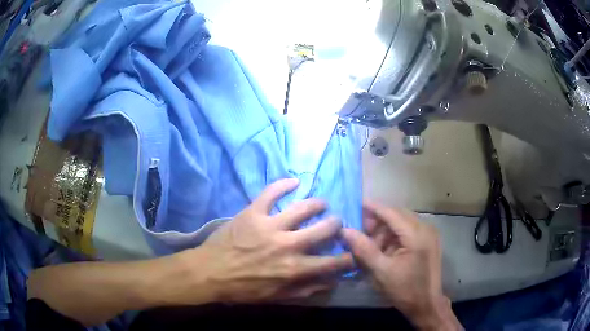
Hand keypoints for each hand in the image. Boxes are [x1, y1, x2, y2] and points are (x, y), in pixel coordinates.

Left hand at [181, 178, 353, 302]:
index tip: (353, 251)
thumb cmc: (243, 289)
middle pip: (324, 229)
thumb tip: (329, 282)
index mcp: (294, 268)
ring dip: (317, 204)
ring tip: (321, 203)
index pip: (331, 262)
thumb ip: (304, 290)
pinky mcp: (253, 213)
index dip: (348, 257)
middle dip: (336, 225)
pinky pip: (271, 193)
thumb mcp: (275, 297)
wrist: (210, 273)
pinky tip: (293, 181)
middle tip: (336, 223)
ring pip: (303, 208)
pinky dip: (283, 184)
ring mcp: (270, 226)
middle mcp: (288, 245)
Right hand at [341, 202, 460, 330]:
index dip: (371, 207)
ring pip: (402, 222)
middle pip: (397, 214)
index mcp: (416, 234)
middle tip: (358, 230)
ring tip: (370, 244)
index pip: (391, 212)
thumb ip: (364, 249)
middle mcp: (425, 228)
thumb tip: (345, 230)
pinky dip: (394, 236)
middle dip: (377, 221)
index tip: (353, 204)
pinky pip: (408, 231)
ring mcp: (429, 234)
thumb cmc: (404, 290)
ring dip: (385, 230)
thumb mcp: (381, 271)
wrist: (426, 304)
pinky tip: (384, 249)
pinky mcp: (428, 241)